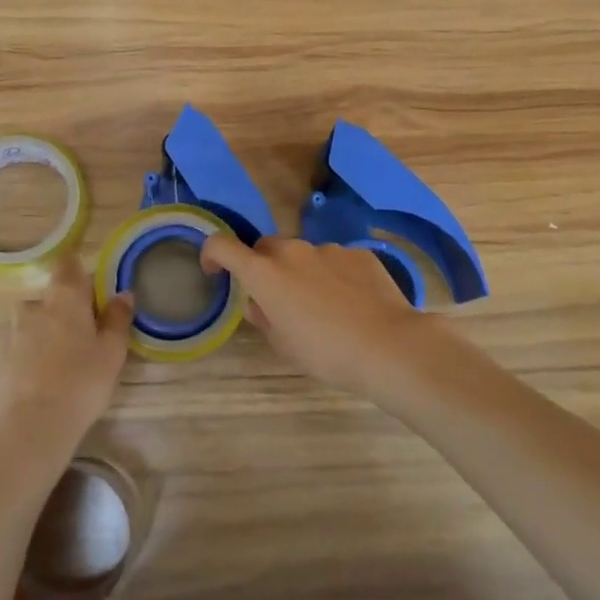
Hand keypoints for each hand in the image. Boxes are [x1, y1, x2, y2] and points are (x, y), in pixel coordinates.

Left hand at [0, 258, 133, 465]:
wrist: (28, 430)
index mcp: (63, 299)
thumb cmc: (80, 384)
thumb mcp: (112, 353)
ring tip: (56, 371)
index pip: (68, 265)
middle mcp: (30, 307)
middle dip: (62, 314)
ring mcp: (5, 334)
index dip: (78, 272)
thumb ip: (118, 319)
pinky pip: (12, 352)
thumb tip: (122, 294)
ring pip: (28, 326)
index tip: (89, 291)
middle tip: (80, 344)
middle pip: (49, 300)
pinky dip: (22, 361)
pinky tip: (34, 387)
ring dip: (41, 338)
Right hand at [200, 235, 456, 400]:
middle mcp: (293, 252)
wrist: (388, 346)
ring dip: (302, 273)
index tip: (214, 270)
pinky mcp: (359, 253)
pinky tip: (352, 303)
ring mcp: (329, 249)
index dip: (211, 254)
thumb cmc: (326, 352)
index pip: (222, 246)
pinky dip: (334, 276)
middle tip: (276, 298)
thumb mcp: (283, 344)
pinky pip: (336, 260)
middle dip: (263, 267)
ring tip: (323, 307)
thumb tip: (260, 302)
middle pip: (266, 248)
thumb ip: (263, 317)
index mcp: (265, 273)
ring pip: (303, 255)